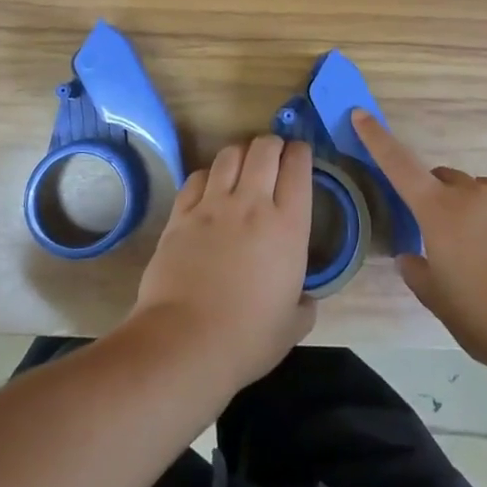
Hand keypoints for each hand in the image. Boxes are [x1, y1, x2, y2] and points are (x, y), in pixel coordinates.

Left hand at [130, 134, 316, 393]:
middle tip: (274, 156)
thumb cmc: (248, 338)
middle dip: (272, 144)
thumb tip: (305, 299)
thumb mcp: (292, 326)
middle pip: (264, 148)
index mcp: (288, 226)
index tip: (301, 155)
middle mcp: (252, 204)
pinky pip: (198, 177)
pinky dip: (208, 175)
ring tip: (243, 166)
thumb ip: (304, 305)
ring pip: (230, 154)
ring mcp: (213, 205)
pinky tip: (210, 187)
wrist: (186, 342)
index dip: (301, 152)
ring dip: (241, 154)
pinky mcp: (181, 214)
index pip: (298, 167)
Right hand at [354, 111, 486, 368]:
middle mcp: (475, 194)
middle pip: (448, 179)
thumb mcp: (440, 303)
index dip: (377, 138)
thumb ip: (418, 273)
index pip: (399, 165)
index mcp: (439, 212)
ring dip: (482, 212)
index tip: (361, 114)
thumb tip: (410, 257)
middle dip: (442, 198)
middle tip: (450, 237)